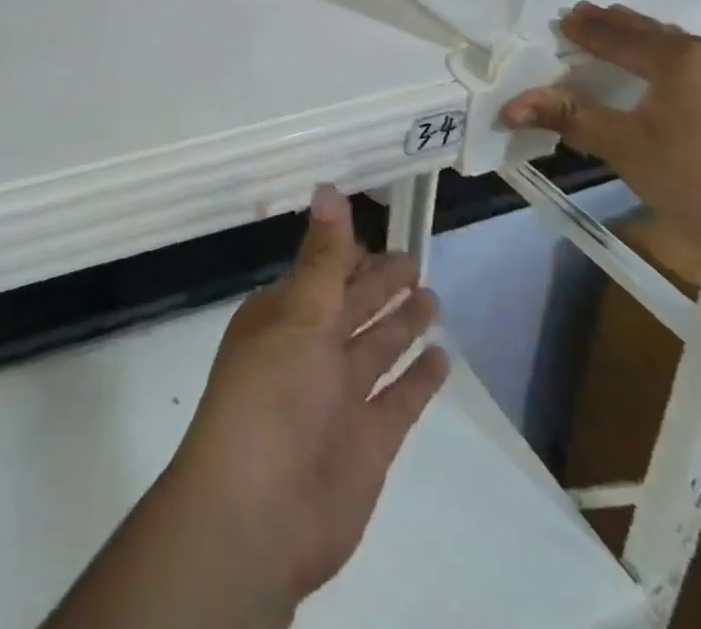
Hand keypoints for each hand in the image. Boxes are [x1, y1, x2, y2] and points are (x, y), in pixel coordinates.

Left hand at [161, 185, 449, 614]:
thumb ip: (322, 256)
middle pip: (352, 306)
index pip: (321, 272)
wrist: (259, 512)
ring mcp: (338, 396)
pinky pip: (398, 400)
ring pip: (376, 347)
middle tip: (414, 256)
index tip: (377, 230)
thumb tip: (328, 187)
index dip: (347, 252)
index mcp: (282, 316)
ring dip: (400, 323)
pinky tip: (441, 357)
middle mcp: (309, 350)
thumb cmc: (270, 396)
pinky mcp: (368, 442)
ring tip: (432, 294)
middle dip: (379, 282)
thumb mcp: (298, 315)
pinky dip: (417, 380)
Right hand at [500, 2, 700, 298]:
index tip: (567, 17)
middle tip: (597, 15)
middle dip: (626, 28)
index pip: (621, 38)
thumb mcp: (625, 150)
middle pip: (664, 36)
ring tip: (647, 45)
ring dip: (670, 48)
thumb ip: (568, 117)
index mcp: (683, 59)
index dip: (589, 29)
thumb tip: (508, 107)